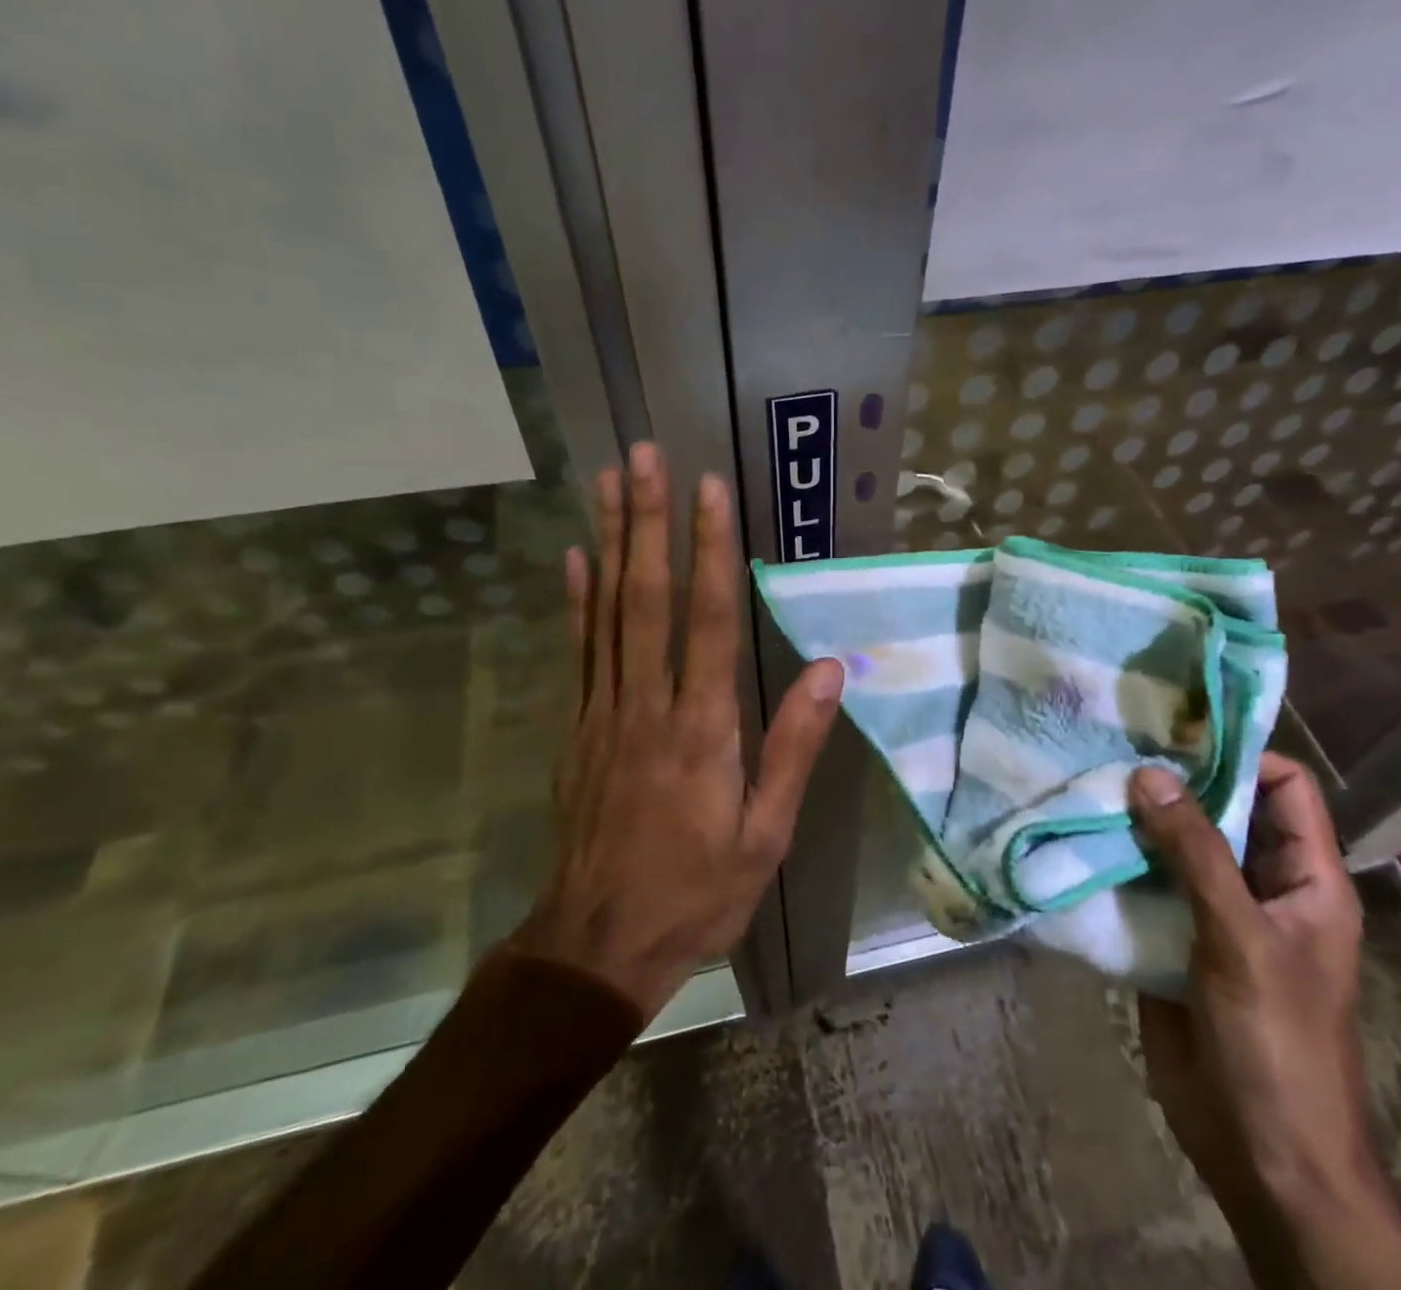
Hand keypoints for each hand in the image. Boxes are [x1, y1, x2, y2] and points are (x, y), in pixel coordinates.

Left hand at [506, 443, 843, 1018]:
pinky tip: (574, 558)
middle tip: (642, 455)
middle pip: (647, 597)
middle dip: (647, 520)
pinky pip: (579, 651)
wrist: (597, 945)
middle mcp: (648, 704)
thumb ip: (793, 748)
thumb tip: (827, 670)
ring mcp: (603, 711)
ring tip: (607, 481)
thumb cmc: (695, 892)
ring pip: (607, 611)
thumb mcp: (764, 836)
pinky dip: (576, 600)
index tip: (708, 489)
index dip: (710, 550)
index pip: (709, 619)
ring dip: (609, 541)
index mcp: (702, 728)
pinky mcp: (578, 727)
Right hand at [1129, 755, 1400, 1289]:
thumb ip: (1196, 852)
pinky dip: (1117, 859)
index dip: (1239, 752)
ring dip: (1137, 818)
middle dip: (1173, 780)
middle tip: (1112, 744)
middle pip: (1221, 809)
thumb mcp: (1241, 938)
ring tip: (1085, 780)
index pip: (1284, 786)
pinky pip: (1145, 883)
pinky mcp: (1172, 937)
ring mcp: (1213, 911)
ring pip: (1176, 844)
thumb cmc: (1275, 1043)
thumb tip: (1150, 772)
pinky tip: (1077, 837)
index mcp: (1304, 878)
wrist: (1261, 1155)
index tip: (1175, 729)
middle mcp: (1260, 884)